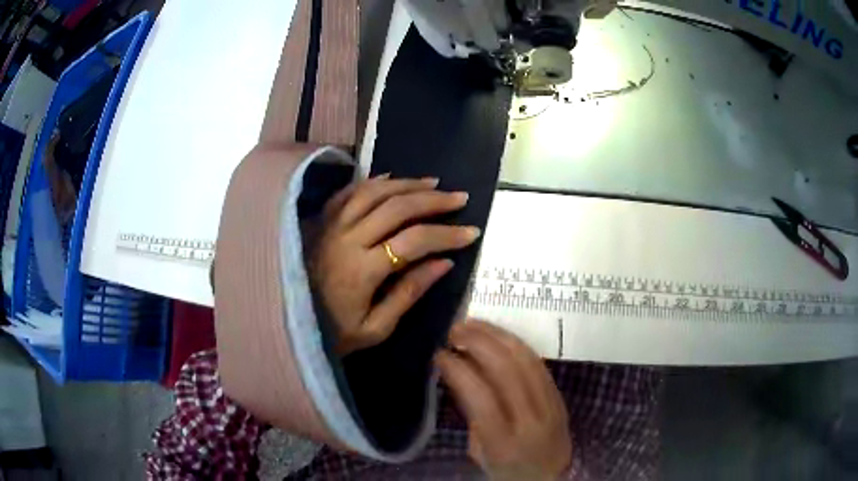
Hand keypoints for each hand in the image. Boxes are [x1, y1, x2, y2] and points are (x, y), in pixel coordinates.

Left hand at [310, 175, 480, 355]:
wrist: (288, 324)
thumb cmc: (334, 333)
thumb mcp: (376, 328)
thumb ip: (409, 293)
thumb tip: (444, 263)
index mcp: (362, 270)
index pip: (414, 241)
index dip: (447, 234)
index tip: (472, 232)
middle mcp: (346, 239)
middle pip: (396, 207)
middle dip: (433, 200)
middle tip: (459, 198)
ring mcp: (331, 226)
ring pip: (373, 192)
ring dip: (407, 184)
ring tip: (433, 183)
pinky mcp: (321, 222)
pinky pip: (347, 192)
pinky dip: (372, 182)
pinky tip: (391, 179)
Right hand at [435, 321, 571, 480]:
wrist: (551, 477)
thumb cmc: (507, 472)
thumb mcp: (480, 454)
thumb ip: (473, 417)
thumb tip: (463, 375)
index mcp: (504, 443)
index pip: (481, 396)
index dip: (458, 369)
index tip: (439, 354)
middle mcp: (531, 419)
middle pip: (506, 369)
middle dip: (477, 342)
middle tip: (454, 329)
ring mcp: (550, 404)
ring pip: (526, 359)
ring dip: (497, 335)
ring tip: (473, 324)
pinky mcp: (559, 395)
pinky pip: (538, 361)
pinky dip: (515, 343)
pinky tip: (498, 335)